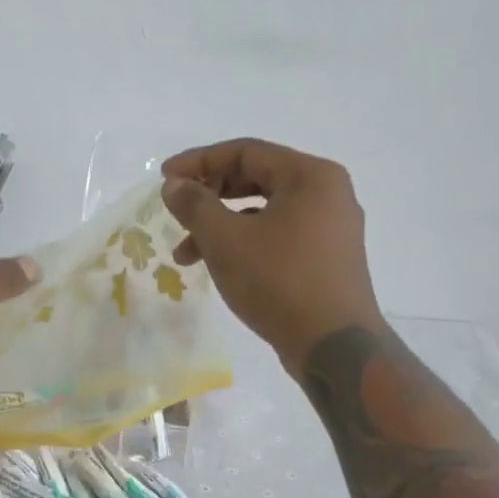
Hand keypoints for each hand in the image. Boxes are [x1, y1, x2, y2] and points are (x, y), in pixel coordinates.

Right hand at [161, 138, 383, 368]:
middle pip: (256, 178)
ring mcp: (331, 228)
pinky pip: (278, 235)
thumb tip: (174, 185)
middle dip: (209, 196)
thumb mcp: (225, 240)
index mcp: (310, 176)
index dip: (199, 161)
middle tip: (176, 211)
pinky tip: (220, 267)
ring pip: (264, 212)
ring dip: (221, 226)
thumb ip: (195, 205)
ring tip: (186, 256)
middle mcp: (326, 193)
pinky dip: (245, 243)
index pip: (245, 152)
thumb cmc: (279, 282)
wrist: (333, 346)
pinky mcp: (327, 258)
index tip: (165, 178)